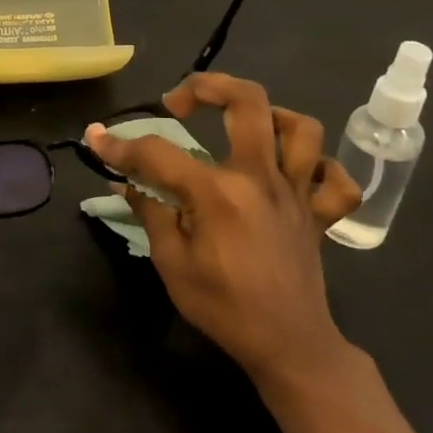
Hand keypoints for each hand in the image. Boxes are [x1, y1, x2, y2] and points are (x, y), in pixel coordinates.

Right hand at [85, 73, 362, 386]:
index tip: (96, 138)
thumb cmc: (223, 308)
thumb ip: (150, 214)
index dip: (120, 145)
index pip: (159, 153)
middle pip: (248, 103)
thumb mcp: (172, 264)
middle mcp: (261, 179)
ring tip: (242, 127)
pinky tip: (293, 171)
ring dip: (271, 116)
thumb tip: (125, 182)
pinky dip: (319, 167)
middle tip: (179, 102)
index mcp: (219, 194)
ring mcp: (296, 193)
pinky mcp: (319, 213)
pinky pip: (336, 178)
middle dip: (207, 86)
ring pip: (302, 128)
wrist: (288, 347)